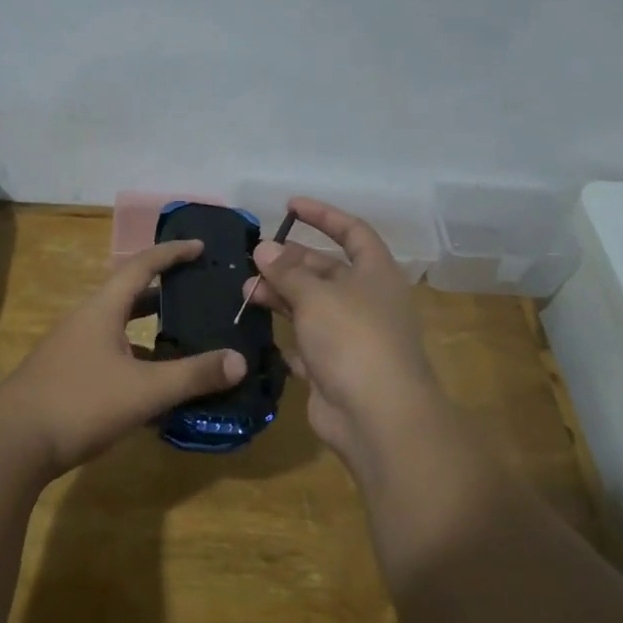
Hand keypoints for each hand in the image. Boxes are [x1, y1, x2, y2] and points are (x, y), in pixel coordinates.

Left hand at [0, 240, 244, 474]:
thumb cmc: (79, 404)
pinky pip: (109, 356)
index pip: (141, 266)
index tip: (199, 246)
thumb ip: (193, 375)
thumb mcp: (145, 390)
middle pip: (129, 295)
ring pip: (118, 329)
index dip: (172, 253)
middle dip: (164, 292)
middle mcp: (85, 321)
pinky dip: (135, 361)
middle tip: (198, 294)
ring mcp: (70, 350)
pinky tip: (152, 388)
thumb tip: (240, 361)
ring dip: (149, 331)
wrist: (9, 444)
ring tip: (183, 340)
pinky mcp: (64, 377)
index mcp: (102, 310)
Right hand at [245, 198, 452, 468]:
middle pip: (325, 270)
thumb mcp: (316, 295)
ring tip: (245, 293)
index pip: (353, 232)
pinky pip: (304, 344)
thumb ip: (287, 271)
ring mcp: (350, 337)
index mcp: (375, 275)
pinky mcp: (332, 369)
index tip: (290, 206)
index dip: (324, 215)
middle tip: (252, 261)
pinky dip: (283, 335)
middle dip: (289, 262)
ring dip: (280, 296)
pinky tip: (255, 328)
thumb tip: (264, 248)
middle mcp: (365, 301)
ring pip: (310, 307)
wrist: (377, 417)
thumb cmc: (353, 340)